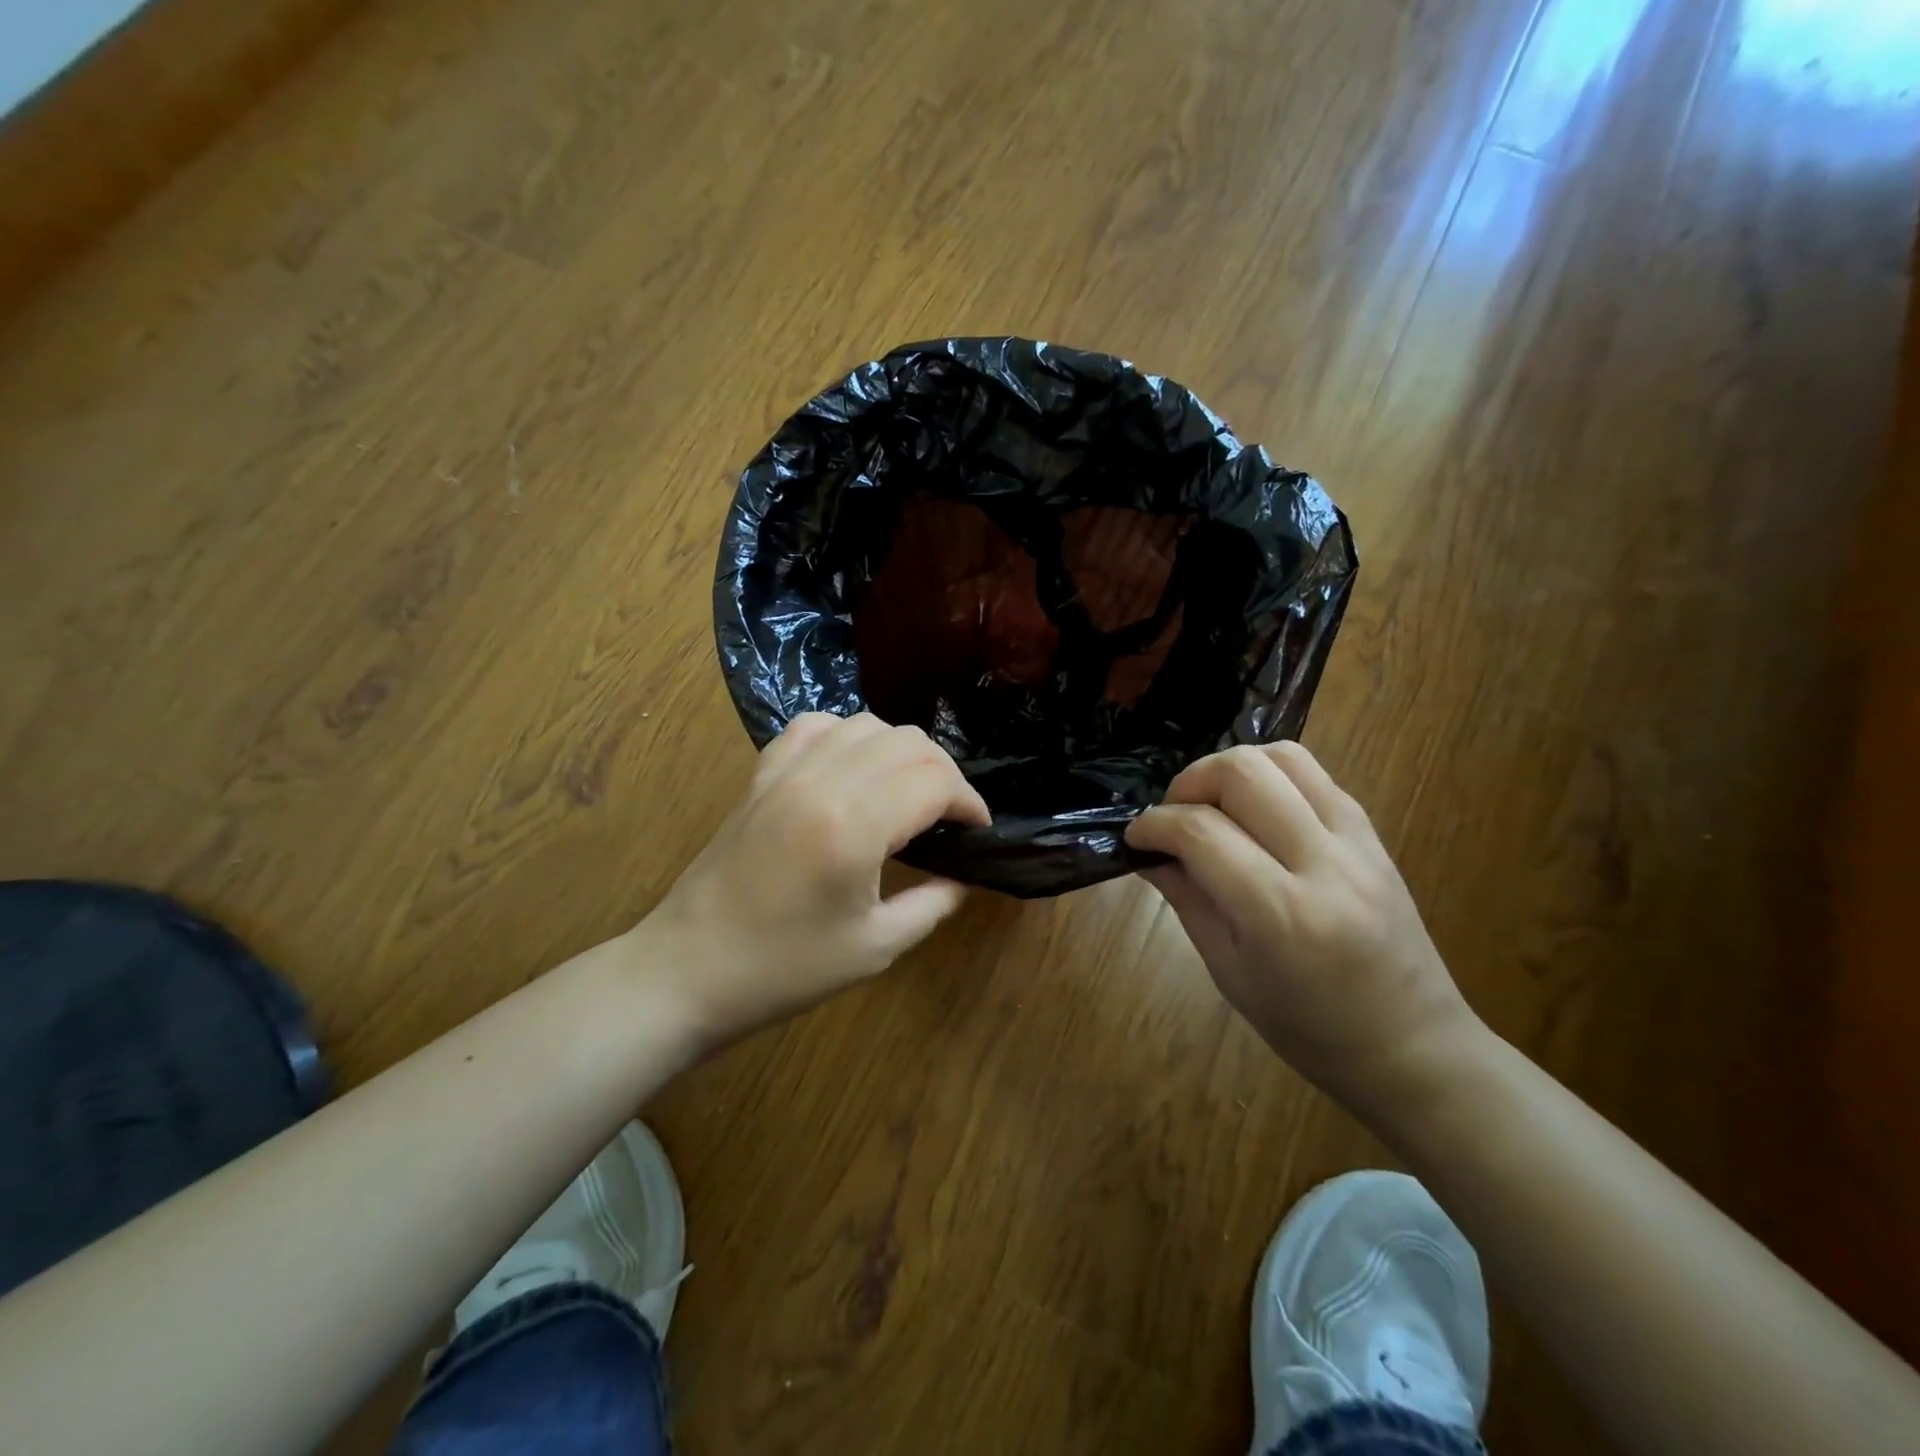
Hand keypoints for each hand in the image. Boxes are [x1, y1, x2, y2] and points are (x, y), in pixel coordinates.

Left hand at [635, 712, 989, 1048]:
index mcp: (853, 827)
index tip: (978, 830)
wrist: (689, 969)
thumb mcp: (876, 947)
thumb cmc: (785, 969)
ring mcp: (785, 771)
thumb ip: (933, 903)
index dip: (969, 802)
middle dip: (944, 774)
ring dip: (901, 751)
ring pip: (866, 724)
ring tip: (908, 791)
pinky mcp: (761, 773)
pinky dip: (848, 736)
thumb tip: (966, 875)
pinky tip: (854, 767)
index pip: (934, 781)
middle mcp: (821, 782)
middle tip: (950, 816)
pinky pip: (814, 726)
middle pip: (908, 743)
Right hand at [1125, 742, 1482, 1110]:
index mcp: (1281, 915)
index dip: (1155, 824)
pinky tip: (1254, 812)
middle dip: (1190, 781)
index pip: (1201, 832)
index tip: (1136, 837)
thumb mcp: (1230, 974)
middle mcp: (1323, 864)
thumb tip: (1149, 852)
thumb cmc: (1310, 1031)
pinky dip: (1269, 777)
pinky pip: (1313, 774)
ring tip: (1212, 805)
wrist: (1416, 1048)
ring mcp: (1357, 842)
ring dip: (1231, 769)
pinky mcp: (1373, 833)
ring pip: (1282, 756)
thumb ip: (1187, 901)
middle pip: (1243, 772)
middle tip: (1173, 816)